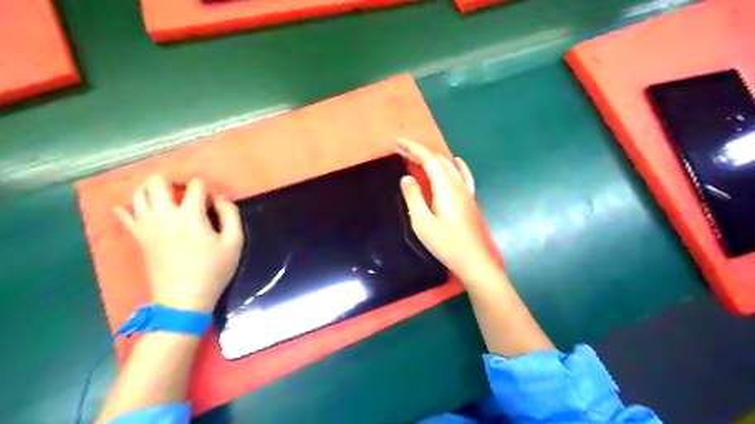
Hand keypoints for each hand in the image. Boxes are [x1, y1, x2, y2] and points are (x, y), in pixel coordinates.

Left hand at [114, 174, 241, 311]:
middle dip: (174, 179)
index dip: (206, 189)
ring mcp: (147, 226)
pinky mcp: (139, 237)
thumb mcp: (234, 243)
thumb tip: (220, 198)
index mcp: (190, 216)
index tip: (213, 202)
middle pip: (158, 182)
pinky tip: (132, 207)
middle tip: (186, 189)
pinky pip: (125, 216)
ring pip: (139, 194)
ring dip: (152, 188)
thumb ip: (230, 215)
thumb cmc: (214, 271)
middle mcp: (164, 215)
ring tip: (167, 196)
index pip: (195, 186)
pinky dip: (127, 208)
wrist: (184, 299)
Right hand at [396, 137, 496, 279]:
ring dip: (433, 158)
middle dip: (420, 152)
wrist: (473, 260)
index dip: (413, 149)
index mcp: (445, 188)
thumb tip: (407, 178)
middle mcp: (457, 185)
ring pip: (449, 167)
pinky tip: (457, 161)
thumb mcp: (422, 222)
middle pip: (439, 161)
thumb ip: (414, 197)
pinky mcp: (469, 200)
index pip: (429, 160)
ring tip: (417, 156)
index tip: (397, 144)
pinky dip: (458, 166)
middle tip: (401, 150)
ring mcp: (466, 192)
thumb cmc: (445, 243)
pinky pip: (464, 177)